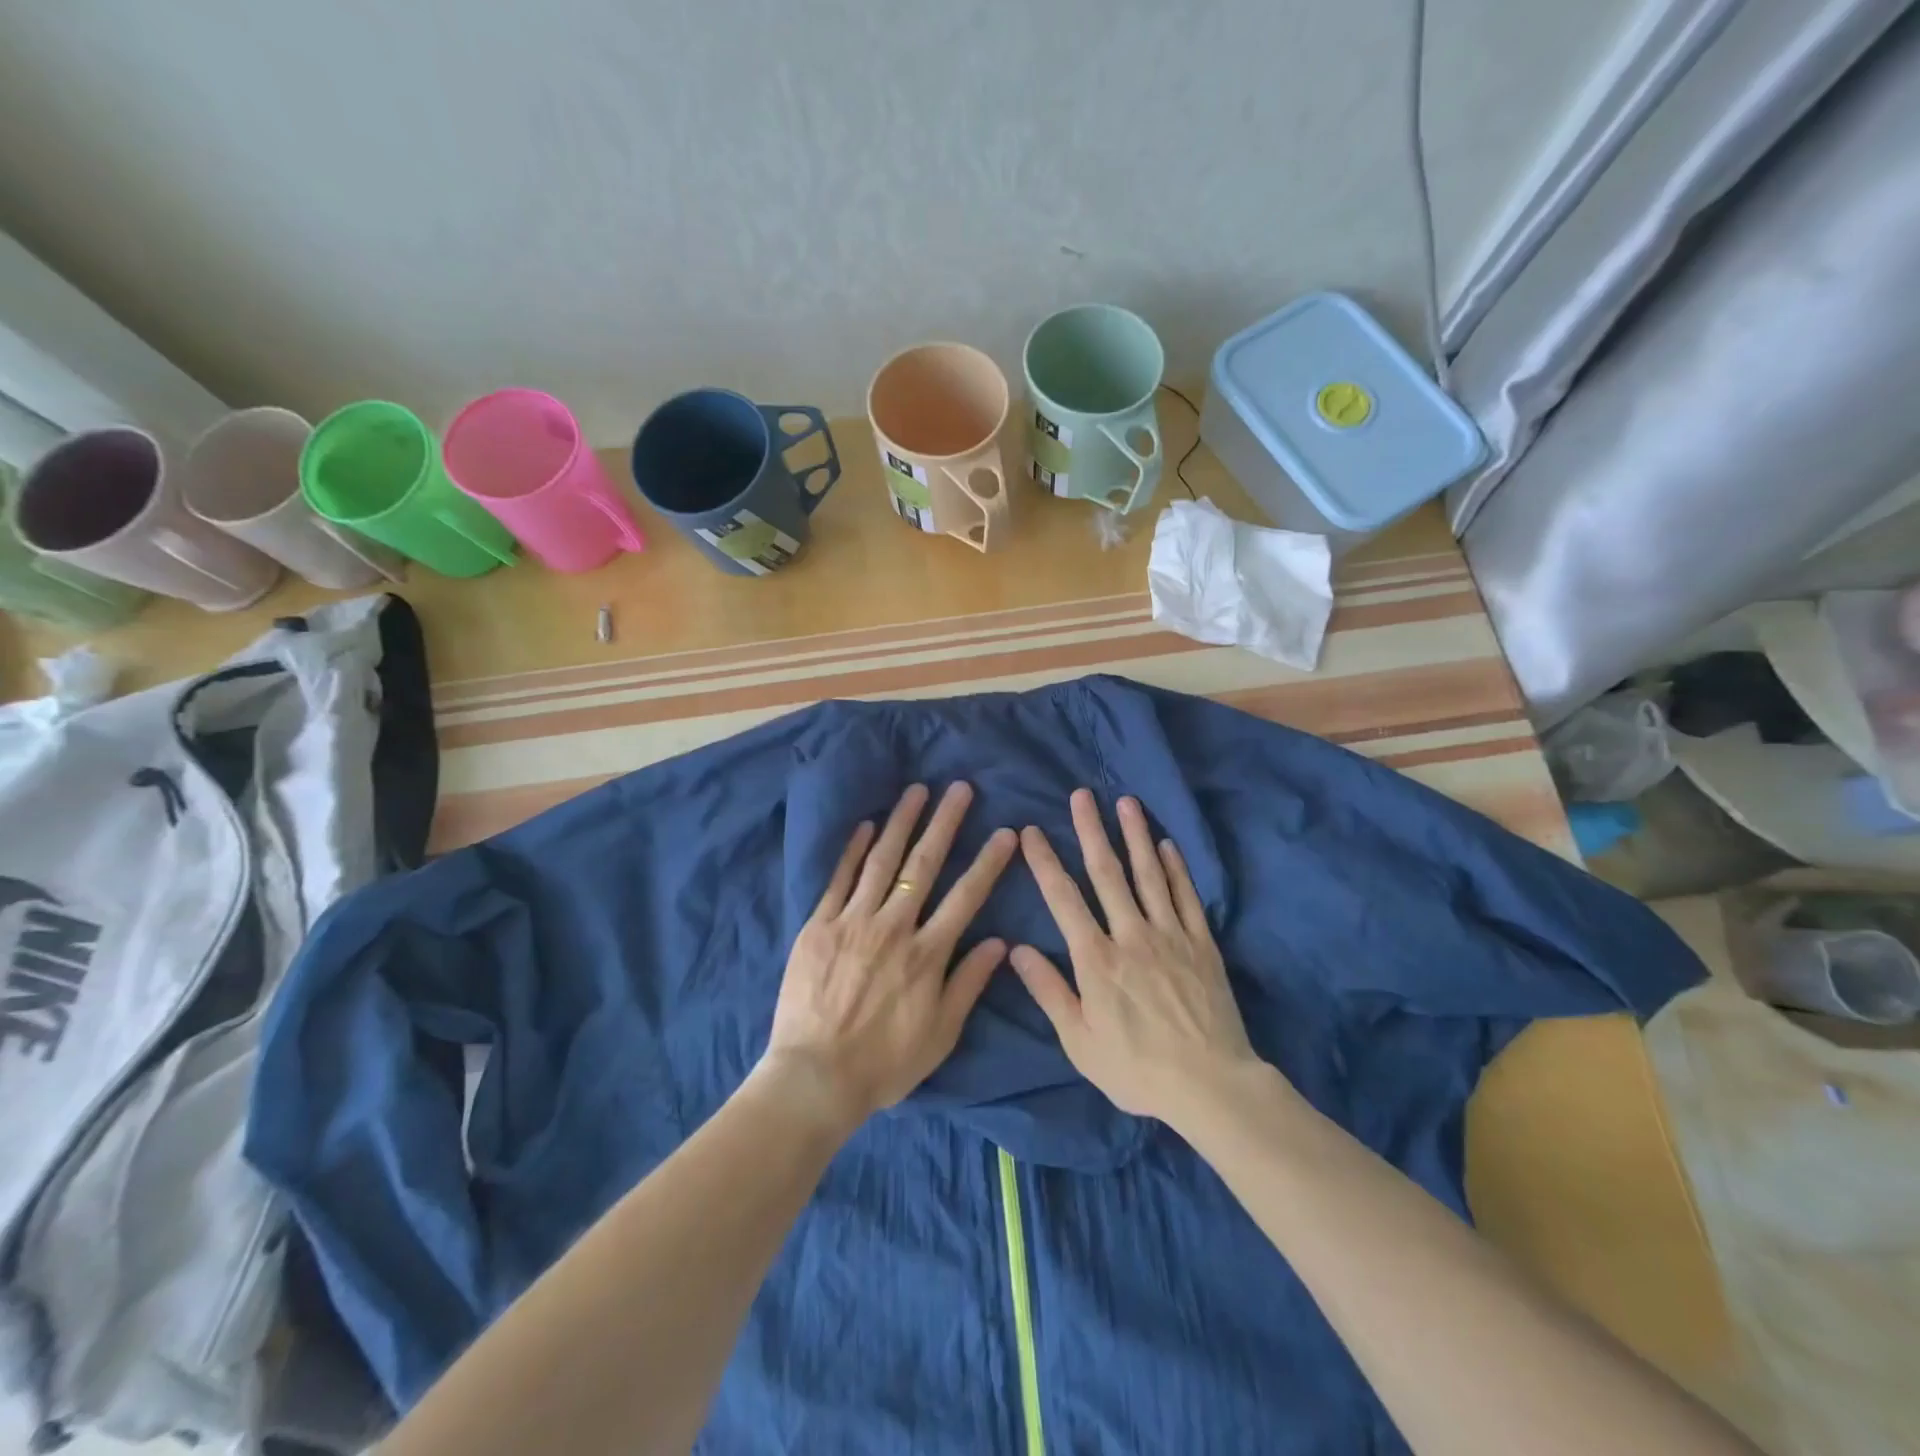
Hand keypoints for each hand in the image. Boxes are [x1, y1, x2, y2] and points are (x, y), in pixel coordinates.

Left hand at [762, 782, 1016, 1132]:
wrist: (814, 1077)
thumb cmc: (884, 1063)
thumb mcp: (940, 1033)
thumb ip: (969, 983)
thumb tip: (1000, 942)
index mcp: (927, 953)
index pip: (966, 897)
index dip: (988, 862)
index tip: (1005, 832)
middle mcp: (893, 927)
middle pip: (923, 866)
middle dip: (945, 824)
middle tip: (960, 789)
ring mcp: (852, 922)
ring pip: (882, 862)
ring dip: (902, 823)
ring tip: (916, 791)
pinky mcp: (818, 926)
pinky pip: (839, 880)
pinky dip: (853, 850)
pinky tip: (867, 825)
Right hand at [1011, 789, 1264, 1132]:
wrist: (1210, 1085)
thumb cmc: (1137, 1068)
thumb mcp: (1080, 1042)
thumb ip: (1049, 991)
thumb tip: (1017, 948)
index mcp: (1096, 959)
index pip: (1063, 899)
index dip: (1045, 862)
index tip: (1031, 832)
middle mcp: (1131, 935)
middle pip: (1107, 873)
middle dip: (1091, 831)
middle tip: (1081, 796)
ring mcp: (1170, 935)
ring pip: (1149, 875)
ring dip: (1136, 836)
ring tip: (1126, 802)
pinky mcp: (1201, 944)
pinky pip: (1186, 897)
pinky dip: (1177, 868)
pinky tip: (1168, 845)